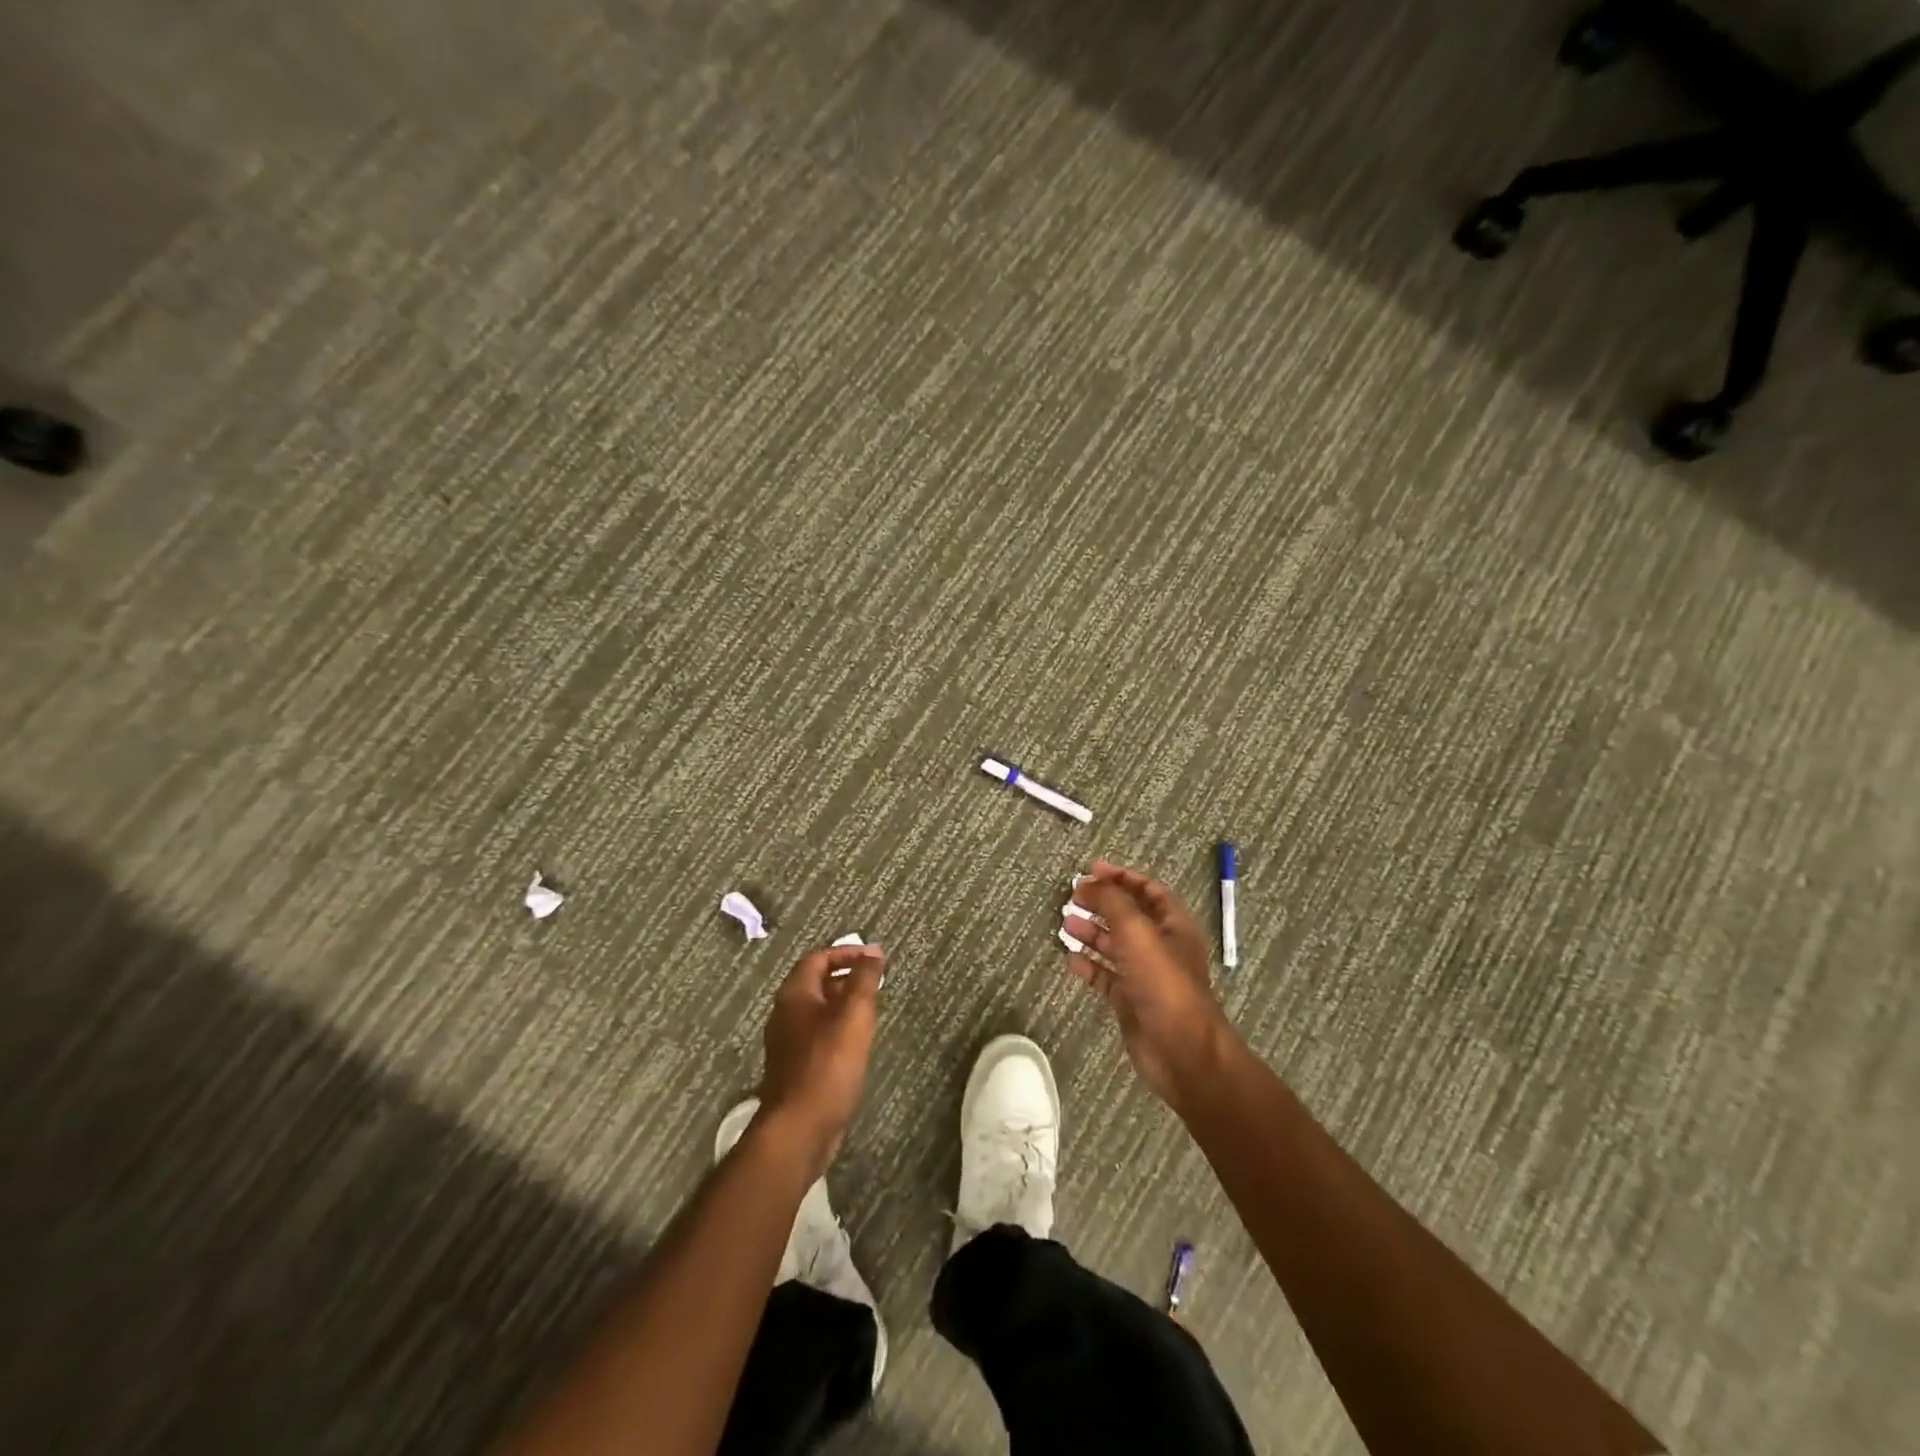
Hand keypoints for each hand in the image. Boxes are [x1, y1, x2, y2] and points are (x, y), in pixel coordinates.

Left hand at [758, 944, 886, 1177]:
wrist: (799, 1128)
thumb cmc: (828, 1064)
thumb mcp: (854, 1014)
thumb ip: (864, 979)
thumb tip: (873, 952)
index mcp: (794, 994)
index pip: (818, 958)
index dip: (846, 953)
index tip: (874, 958)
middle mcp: (785, 1014)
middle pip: (816, 983)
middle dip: (847, 977)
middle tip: (876, 983)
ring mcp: (787, 1043)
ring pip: (818, 1011)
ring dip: (844, 1005)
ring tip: (872, 1010)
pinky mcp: (795, 1069)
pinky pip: (818, 1036)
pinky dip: (838, 1029)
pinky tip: (857, 1044)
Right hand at [1064, 860, 1235, 1106]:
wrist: (1181, 1050)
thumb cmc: (1163, 983)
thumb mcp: (1136, 931)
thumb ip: (1112, 901)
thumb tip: (1088, 882)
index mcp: (1172, 924)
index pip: (1147, 890)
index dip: (1121, 877)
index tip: (1090, 870)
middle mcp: (1160, 946)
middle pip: (1128, 916)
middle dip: (1101, 904)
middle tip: (1071, 897)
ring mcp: (1145, 974)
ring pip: (1114, 945)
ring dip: (1091, 932)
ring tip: (1064, 923)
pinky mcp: (1131, 1000)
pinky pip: (1106, 976)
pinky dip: (1089, 965)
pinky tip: (1070, 959)